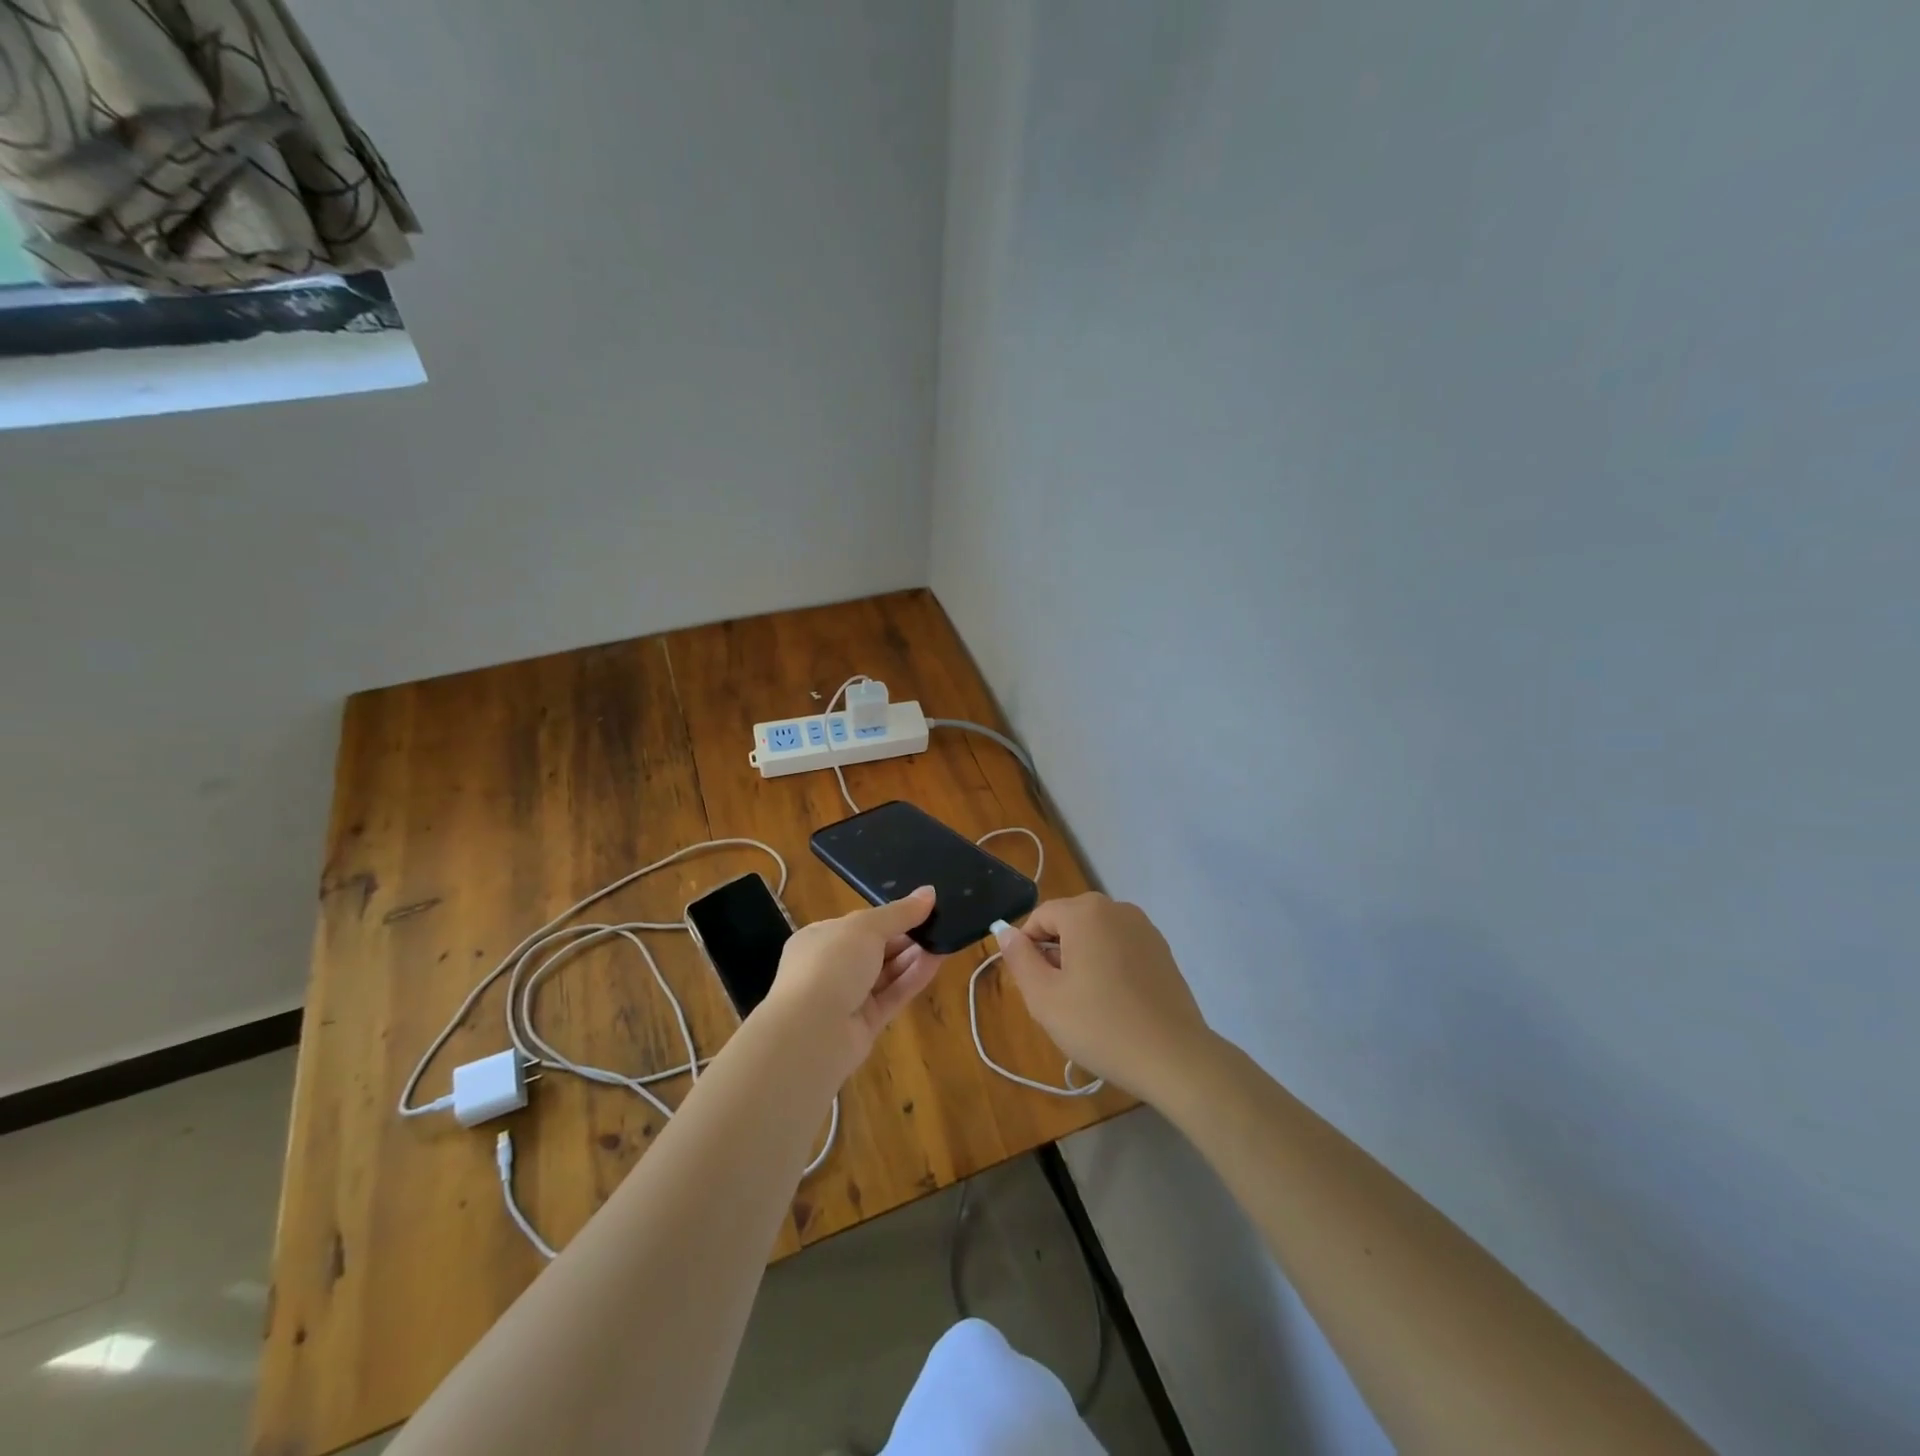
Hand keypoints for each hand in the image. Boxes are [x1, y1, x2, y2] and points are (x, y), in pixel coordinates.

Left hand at [764, 886, 944, 1078]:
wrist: (812, 1032)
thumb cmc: (830, 964)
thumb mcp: (866, 927)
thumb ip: (900, 912)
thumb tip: (929, 892)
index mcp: (820, 939)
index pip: (859, 925)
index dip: (890, 917)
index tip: (921, 908)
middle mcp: (831, 968)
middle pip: (876, 949)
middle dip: (906, 937)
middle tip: (940, 923)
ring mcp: (847, 998)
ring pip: (887, 973)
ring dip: (914, 956)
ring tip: (945, 938)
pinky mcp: (865, 1024)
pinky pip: (893, 995)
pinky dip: (914, 978)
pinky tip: (938, 960)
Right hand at [993, 893, 1212, 1102]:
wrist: (1174, 1058)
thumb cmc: (1101, 1025)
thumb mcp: (1044, 997)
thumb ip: (1019, 959)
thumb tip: (1005, 931)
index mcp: (1085, 912)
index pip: (1040, 917)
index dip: (1027, 948)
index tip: (1032, 986)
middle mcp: (1117, 908)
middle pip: (1069, 923)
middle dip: (1055, 954)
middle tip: (1057, 1000)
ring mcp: (1144, 928)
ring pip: (1095, 936)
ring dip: (1082, 961)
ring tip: (1086, 1005)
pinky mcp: (1162, 950)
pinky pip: (1120, 948)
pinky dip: (1108, 967)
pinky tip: (1114, 1004)